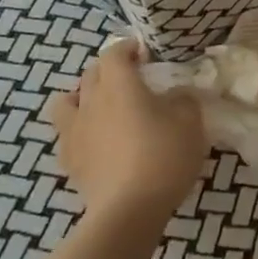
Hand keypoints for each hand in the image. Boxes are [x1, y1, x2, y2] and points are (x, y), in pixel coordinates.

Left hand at [47, 40, 209, 224]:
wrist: (128, 210)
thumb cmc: (163, 156)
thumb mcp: (190, 122)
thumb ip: (183, 99)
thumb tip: (176, 94)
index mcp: (120, 84)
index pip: (114, 52)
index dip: (127, 48)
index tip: (144, 53)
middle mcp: (92, 100)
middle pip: (91, 73)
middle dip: (109, 70)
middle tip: (131, 79)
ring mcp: (75, 131)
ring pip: (67, 101)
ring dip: (83, 96)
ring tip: (102, 107)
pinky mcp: (69, 160)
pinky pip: (66, 133)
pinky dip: (78, 129)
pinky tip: (94, 141)